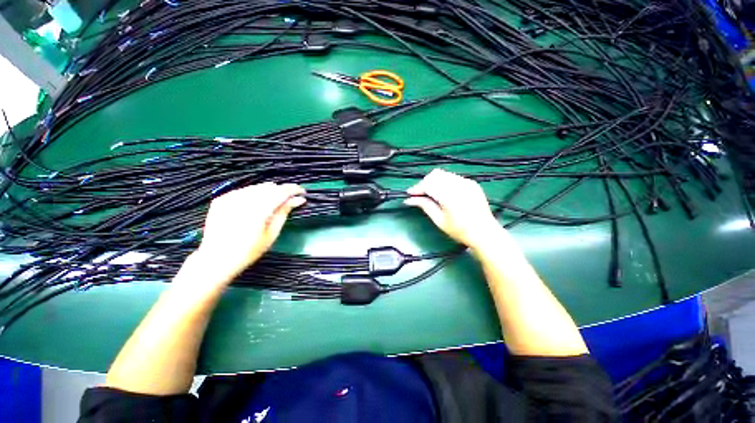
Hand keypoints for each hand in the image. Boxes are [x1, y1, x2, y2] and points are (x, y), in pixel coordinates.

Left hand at [194, 182, 305, 282]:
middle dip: (281, 191)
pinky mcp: (222, 199)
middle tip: (289, 200)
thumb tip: (298, 199)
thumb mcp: (272, 234)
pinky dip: (254, 194)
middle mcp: (244, 199)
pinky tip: (256, 204)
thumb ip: (284, 213)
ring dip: (269, 192)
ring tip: (274, 203)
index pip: (281, 192)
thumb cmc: (249, 251)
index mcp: (259, 210)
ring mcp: (230, 197)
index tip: (302, 191)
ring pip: (257, 187)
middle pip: (270, 187)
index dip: (293, 189)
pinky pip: (244, 190)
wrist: (216, 259)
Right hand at [405, 169, 504, 250]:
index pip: (428, 184)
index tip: (410, 194)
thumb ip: (425, 206)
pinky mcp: (472, 183)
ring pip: (444, 174)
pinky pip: (453, 177)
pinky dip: (444, 182)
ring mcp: (467, 182)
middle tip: (420, 195)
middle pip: (435, 175)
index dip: (417, 188)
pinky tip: (443, 193)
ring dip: (434, 181)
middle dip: (425, 183)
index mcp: (450, 196)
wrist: (485, 233)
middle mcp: (459, 185)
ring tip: (431, 194)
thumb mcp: (439, 220)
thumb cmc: (460, 231)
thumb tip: (409, 200)